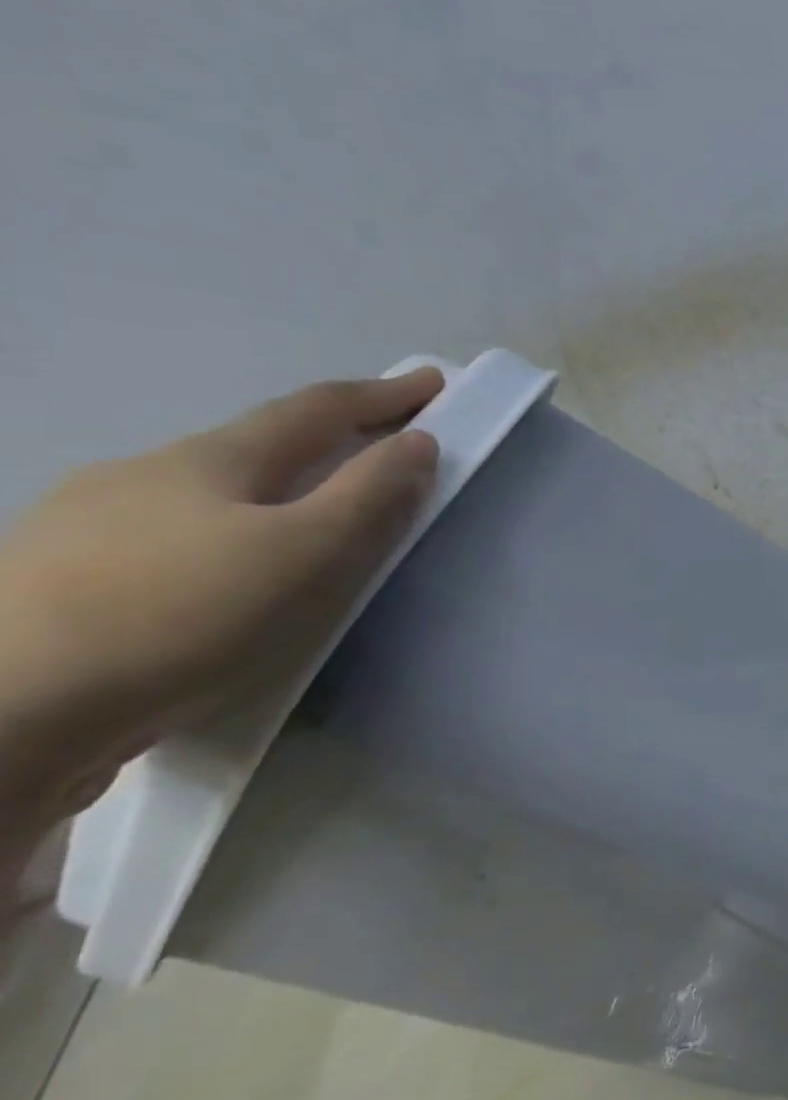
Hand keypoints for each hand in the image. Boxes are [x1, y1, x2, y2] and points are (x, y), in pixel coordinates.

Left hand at [0, 369, 443, 842]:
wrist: (5, 717)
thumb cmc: (185, 616)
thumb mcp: (310, 551)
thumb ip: (372, 494)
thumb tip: (418, 442)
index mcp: (209, 460)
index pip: (314, 410)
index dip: (381, 394)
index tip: (432, 382)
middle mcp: (140, 476)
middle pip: (253, 448)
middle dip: (322, 446)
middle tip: (377, 461)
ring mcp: (83, 529)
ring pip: (203, 499)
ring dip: (266, 499)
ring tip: (302, 536)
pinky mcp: (56, 588)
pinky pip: (168, 547)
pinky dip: (219, 547)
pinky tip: (217, 591)